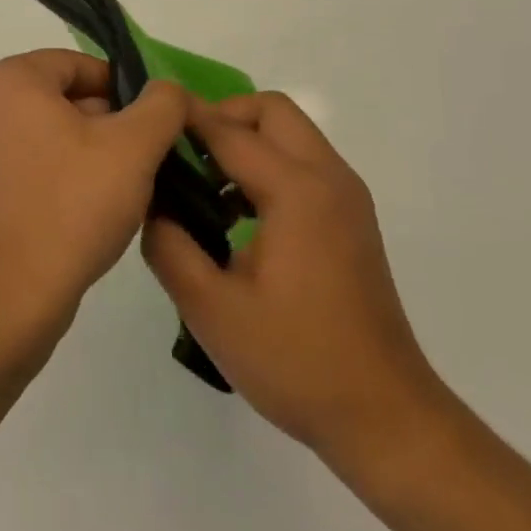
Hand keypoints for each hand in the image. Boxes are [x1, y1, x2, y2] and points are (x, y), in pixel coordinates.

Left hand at [0, 50, 186, 335]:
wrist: (9, 294)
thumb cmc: (71, 205)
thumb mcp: (134, 147)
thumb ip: (161, 105)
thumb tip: (166, 90)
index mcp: (10, 79)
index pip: (80, 65)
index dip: (124, 90)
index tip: (152, 126)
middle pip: (63, 97)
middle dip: (107, 124)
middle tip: (142, 161)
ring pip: (48, 133)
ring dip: (87, 152)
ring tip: (120, 189)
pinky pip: (28, 164)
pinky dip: (59, 176)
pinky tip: (87, 211)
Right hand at [142, 93, 449, 490]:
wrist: (386, 419)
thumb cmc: (296, 362)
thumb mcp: (212, 309)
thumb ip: (169, 245)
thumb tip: (150, 204)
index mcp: (296, 191)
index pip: (228, 130)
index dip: (184, 118)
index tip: (145, 117)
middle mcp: (328, 178)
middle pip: (270, 111)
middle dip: (222, 118)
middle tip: (182, 155)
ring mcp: (346, 198)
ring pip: (289, 134)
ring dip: (245, 141)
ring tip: (202, 185)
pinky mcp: (350, 219)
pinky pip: (302, 164)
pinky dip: (267, 165)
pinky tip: (236, 215)